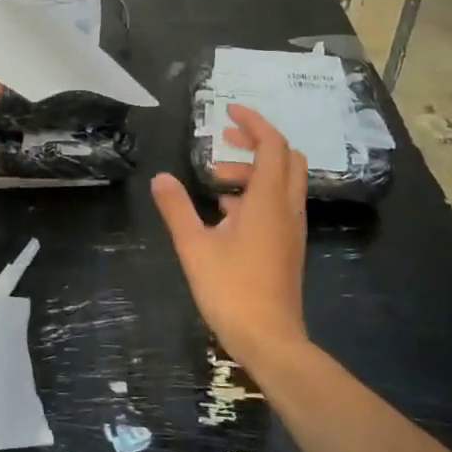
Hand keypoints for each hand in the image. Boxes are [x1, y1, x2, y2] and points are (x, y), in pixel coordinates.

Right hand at [152, 104, 309, 364]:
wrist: (270, 339)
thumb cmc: (231, 290)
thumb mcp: (194, 246)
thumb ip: (177, 208)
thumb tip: (161, 178)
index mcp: (267, 202)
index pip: (272, 145)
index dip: (253, 122)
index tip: (228, 111)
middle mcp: (286, 209)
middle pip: (286, 158)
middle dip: (257, 141)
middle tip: (224, 139)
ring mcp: (291, 229)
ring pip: (283, 182)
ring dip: (253, 170)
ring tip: (215, 181)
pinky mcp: (288, 246)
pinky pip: (278, 204)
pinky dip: (256, 193)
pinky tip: (226, 213)